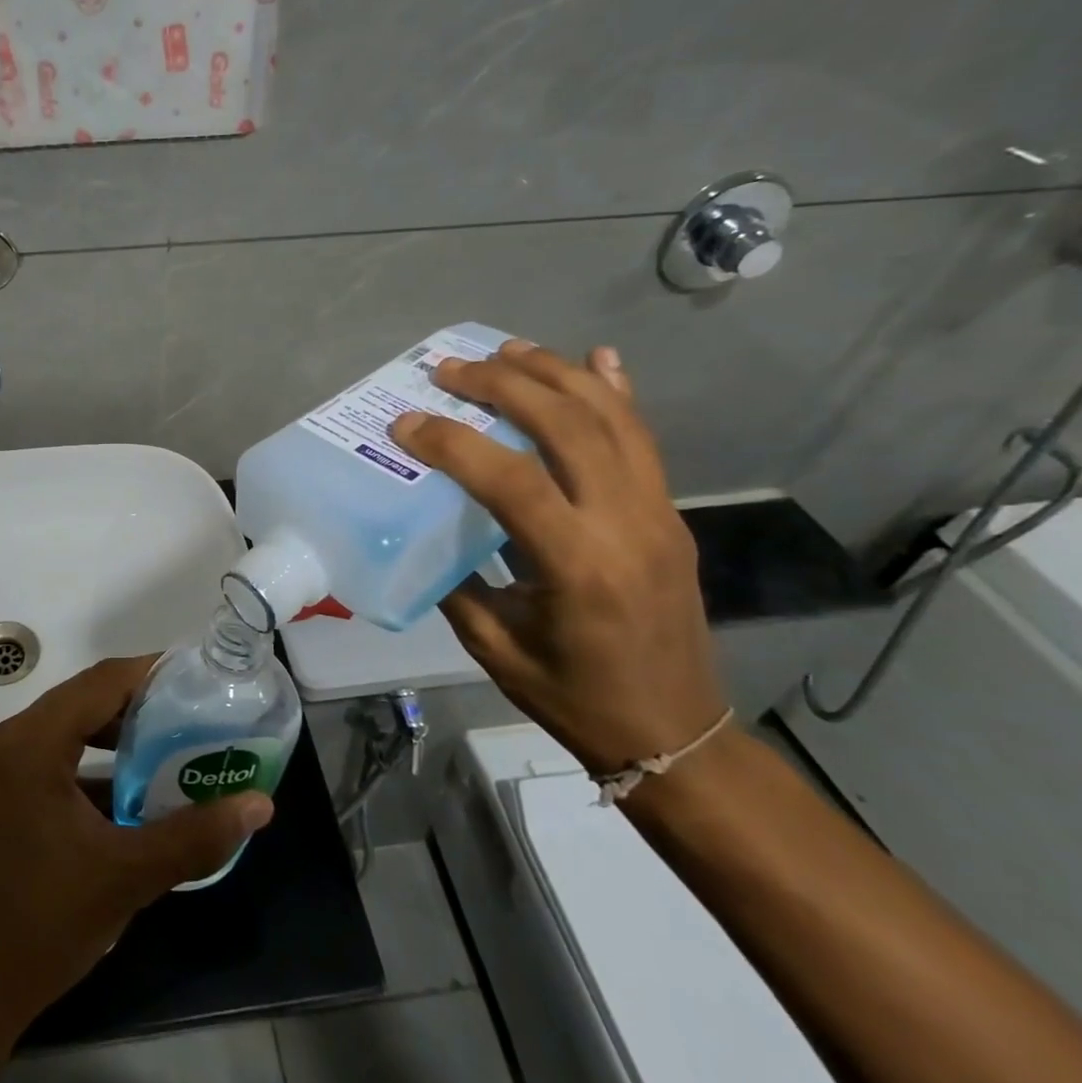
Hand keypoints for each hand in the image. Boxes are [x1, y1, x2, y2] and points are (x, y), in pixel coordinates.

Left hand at [0, 655, 275, 1042]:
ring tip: (171, 743)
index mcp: (32, 743)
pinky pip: (54, 754)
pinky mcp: (1, 793)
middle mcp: (10, 740)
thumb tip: (259, 804)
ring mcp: (0, 767)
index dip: (153, 672)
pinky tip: (131, 786)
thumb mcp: (126, 876)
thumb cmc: (42, 925)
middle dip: (140, 701)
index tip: (200, 677)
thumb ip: (195, 836)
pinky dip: (93, 759)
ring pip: (69, 725)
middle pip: (84, 697)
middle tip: (195, 712)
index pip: (101, 682)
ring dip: (117, 730)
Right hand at [390, 341, 726, 774]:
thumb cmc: (573, 697)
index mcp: (577, 565)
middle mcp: (626, 524)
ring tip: (507, 350)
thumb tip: (421, 530)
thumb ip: (457, 580)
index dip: (452, 442)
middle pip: (568, 425)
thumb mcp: (494, 645)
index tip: (405, 424)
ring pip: (612, 418)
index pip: (510, 480)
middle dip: (503, 385)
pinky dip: (617, 392)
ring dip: (556, 374)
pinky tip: (597, 359)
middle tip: (450, 369)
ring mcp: (657, 513)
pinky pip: (643, 439)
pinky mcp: (669, 513)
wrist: (676, 732)